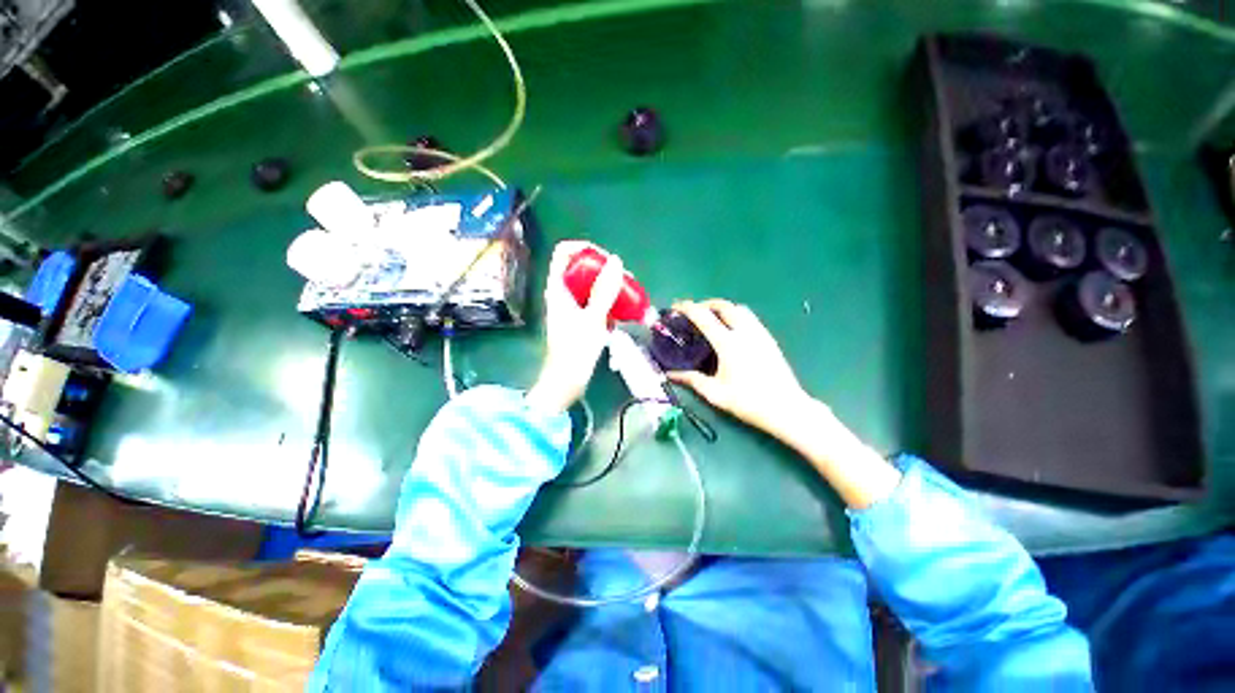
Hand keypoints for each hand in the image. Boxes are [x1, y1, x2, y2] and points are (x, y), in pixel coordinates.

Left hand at [525, 241, 624, 413]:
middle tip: (626, 279)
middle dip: (605, 269)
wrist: (566, 380)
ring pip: (591, 286)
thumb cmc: (576, 349)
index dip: (584, 248)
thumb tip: (616, 261)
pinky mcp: (580, 319)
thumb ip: (604, 290)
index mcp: (558, 287)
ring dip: (611, 287)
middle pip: (582, 268)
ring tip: (630, 294)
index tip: (606, 258)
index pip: (564, 252)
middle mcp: (563, 293)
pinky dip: (609, 303)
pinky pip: (595, 302)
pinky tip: (625, 310)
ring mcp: (571, 307)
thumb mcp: (592, 318)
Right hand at [667, 299, 810, 437]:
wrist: (786, 408)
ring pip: (740, 309)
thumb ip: (692, 380)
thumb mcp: (715, 394)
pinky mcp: (769, 339)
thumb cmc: (748, 402)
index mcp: (728, 344)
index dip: (687, 308)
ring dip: (723, 307)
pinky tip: (732, 330)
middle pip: (724, 306)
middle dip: (706, 303)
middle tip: (694, 312)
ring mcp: (760, 333)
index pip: (703, 317)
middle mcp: (744, 332)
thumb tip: (671, 375)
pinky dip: (736, 315)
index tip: (676, 307)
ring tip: (712, 318)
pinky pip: (750, 318)